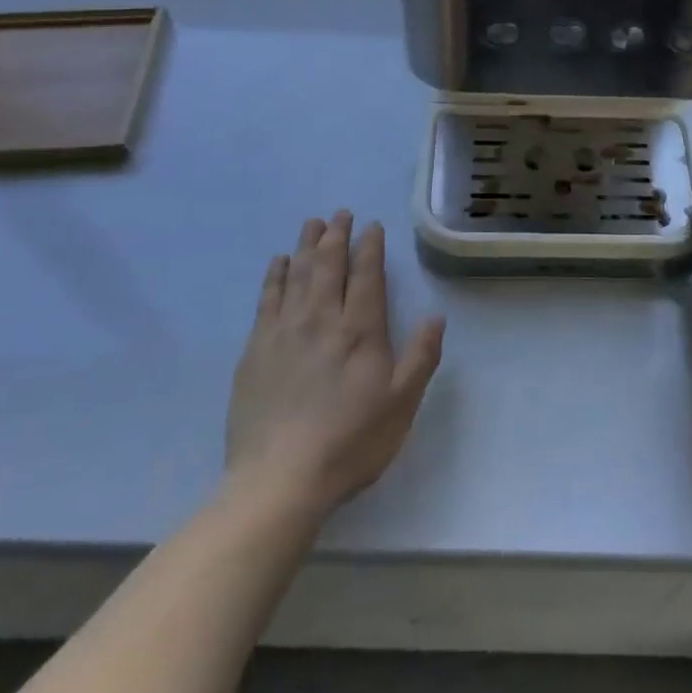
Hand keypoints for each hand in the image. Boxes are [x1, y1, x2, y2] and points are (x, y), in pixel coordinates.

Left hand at [225, 212, 444, 516]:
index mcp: (360, 331)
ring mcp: (284, 332)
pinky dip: (275, 275)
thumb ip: (421, 357)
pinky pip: (267, 299)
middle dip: (337, 236)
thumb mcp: (401, 405)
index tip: (372, 226)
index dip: (370, 247)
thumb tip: (436, 315)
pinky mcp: (255, 349)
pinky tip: (278, 263)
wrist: (279, 479)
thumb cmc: (349, 443)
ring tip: (313, 224)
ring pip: (297, 274)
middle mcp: (321, 319)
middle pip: (329, 266)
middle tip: (340, 213)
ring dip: (307, 246)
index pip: (366, 275)